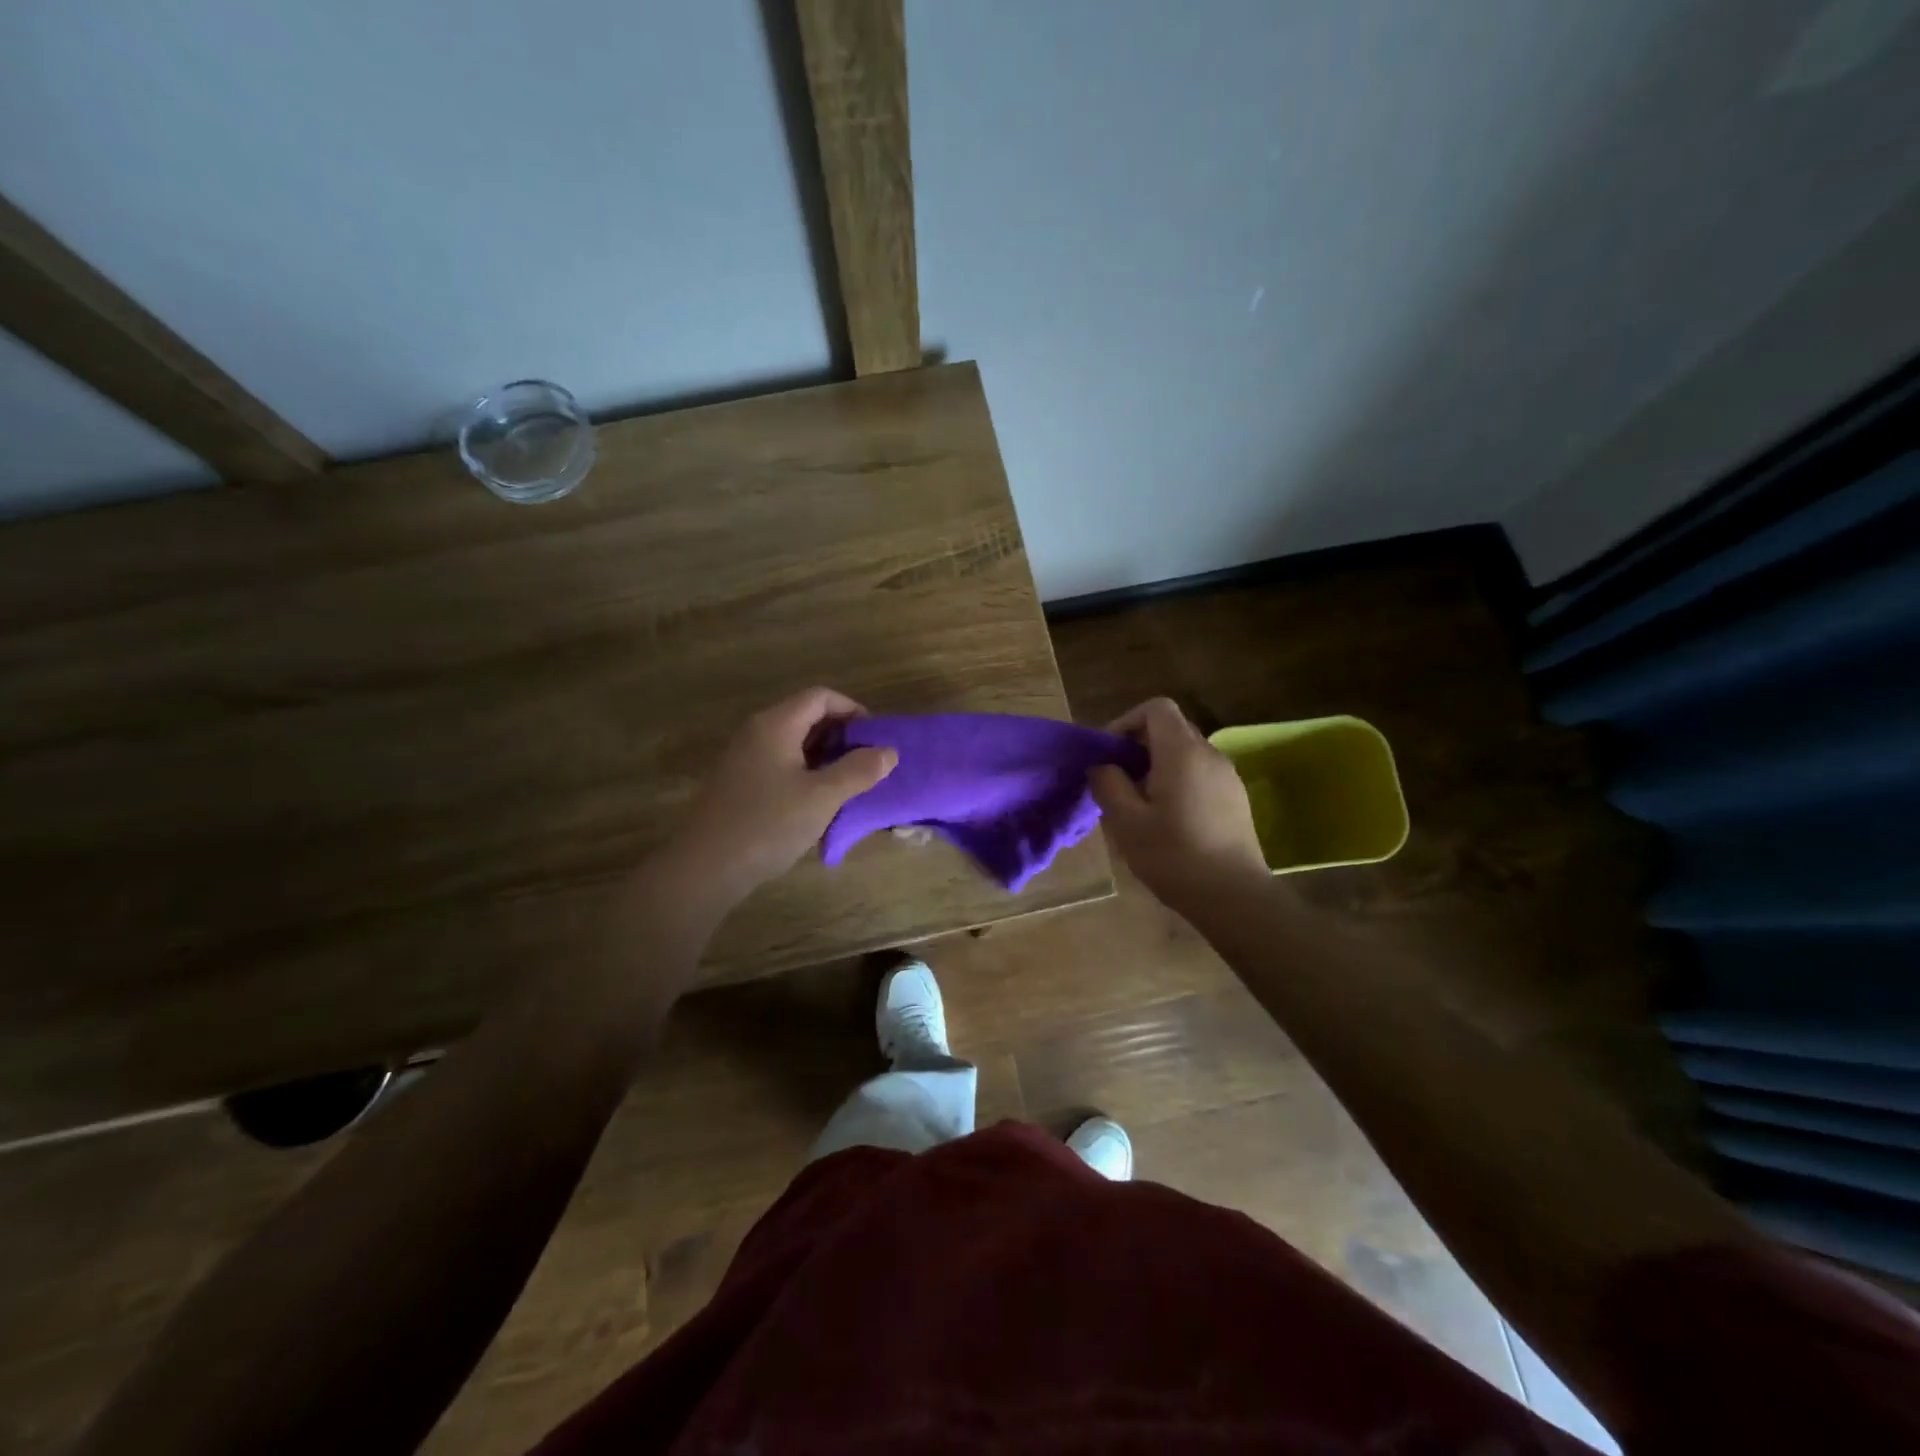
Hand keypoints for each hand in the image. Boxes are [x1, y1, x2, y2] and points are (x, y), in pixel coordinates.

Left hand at [662, 687, 896, 908]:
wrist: (706, 867)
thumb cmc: (768, 824)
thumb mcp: (822, 797)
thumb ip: (859, 770)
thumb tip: (889, 751)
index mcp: (776, 725)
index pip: (821, 697)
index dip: (853, 710)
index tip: (876, 738)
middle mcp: (758, 732)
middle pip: (807, 717)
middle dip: (842, 736)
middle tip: (869, 764)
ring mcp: (745, 758)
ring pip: (795, 743)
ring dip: (826, 758)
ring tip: (851, 785)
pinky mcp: (741, 783)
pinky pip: (782, 765)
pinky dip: (807, 774)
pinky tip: (820, 803)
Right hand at [1088, 697, 1268, 910]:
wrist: (1234, 897)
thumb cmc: (1174, 856)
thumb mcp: (1126, 822)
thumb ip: (1108, 784)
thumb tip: (1102, 766)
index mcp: (1182, 752)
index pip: (1156, 708)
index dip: (1127, 722)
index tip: (1110, 754)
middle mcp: (1209, 754)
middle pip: (1171, 728)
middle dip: (1139, 746)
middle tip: (1118, 781)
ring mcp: (1228, 776)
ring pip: (1186, 753)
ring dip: (1158, 766)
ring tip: (1139, 804)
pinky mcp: (1236, 798)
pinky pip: (1200, 773)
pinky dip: (1178, 781)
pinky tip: (1167, 819)